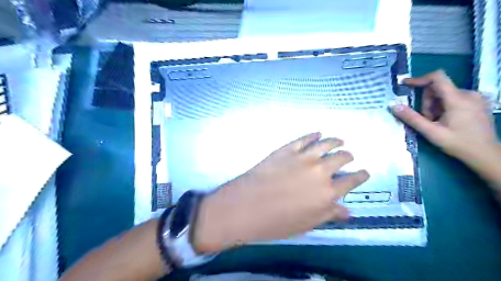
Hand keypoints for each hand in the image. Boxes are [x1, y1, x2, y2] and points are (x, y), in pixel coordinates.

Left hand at [194, 132, 368, 251]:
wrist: (246, 206)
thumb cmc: (276, 222)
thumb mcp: (307, 224)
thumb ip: (328, 214)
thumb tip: (347, 211)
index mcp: (328, 193)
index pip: (352, 181)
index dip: (360, 176)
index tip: (364, 172)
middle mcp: (320, 171)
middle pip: (341, 158)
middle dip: (348, 156)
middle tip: (349, 156)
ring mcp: (303, 157)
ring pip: (326, 143)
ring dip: (336, 141)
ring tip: (340, 140)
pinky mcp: (287, 149)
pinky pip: (305, 138)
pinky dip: (313, 134)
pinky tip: (317, 133)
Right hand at [393, 69, 497, 166]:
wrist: (486, 155)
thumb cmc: (458, 143)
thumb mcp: (431, 132)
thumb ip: (411, 118)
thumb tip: (393, 106)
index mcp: (458, 99)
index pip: (437, 78)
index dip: (419, 79)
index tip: (405, 84)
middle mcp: (468, 94)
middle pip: (438, 89)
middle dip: (427, 103)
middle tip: (428, 120)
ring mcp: (475, 98)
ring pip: (444, 95)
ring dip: (435, 107)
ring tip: (437, 123)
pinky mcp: (477, 102)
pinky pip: (453, 98)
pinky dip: (444, 107)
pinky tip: (446, 121)